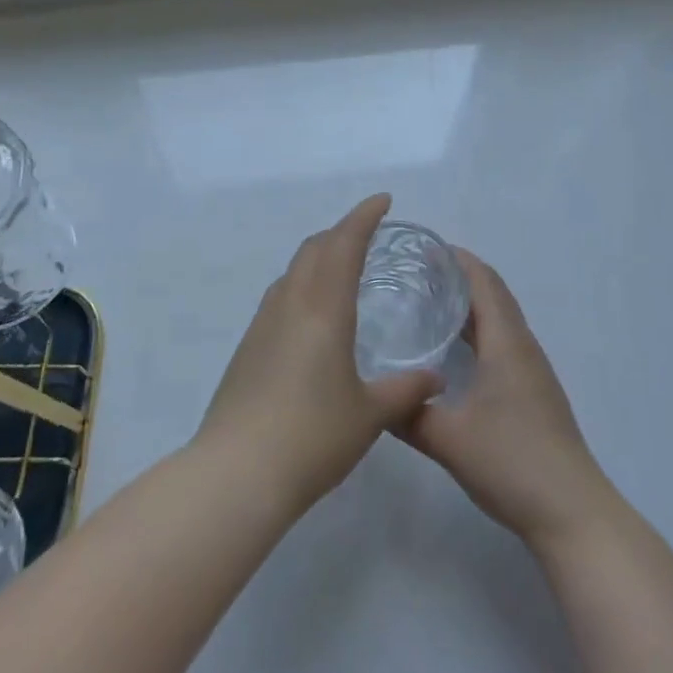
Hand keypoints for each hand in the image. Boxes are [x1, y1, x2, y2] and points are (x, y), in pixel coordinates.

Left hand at [195, 195, 442, 513]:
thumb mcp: (370, 415)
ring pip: (293, 271)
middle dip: (341, 232)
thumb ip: (405, 391)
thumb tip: (436, 379)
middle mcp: (290, 303)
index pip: (344, 244)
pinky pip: (280, 297)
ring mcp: (262, 323)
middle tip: (367, 235)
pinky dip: (302, 285)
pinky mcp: (247, 347)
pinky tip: (312, 316)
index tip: (383, 201)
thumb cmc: (312, 437)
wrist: (237, 472)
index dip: (364, 217)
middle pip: (314, 249)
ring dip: (319, 257)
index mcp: (323, 308)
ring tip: (342, 270)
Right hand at [399, 249, 619, 553]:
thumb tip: (371, 395)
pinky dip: (479, 333)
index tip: (424, 248)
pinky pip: (503, 345)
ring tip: (429, 303)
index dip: (458, 260)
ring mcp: (532, 373)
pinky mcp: (533, 395)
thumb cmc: (512, 462)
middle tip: (416, 273)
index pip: (484, 283)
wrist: (572, 513)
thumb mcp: (448, 439)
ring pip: (500, 322)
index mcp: (507, 344)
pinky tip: (454, 353)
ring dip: (470, 306)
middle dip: (459, 278)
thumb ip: (408, 414)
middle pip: (493, 297)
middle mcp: (523, 349)